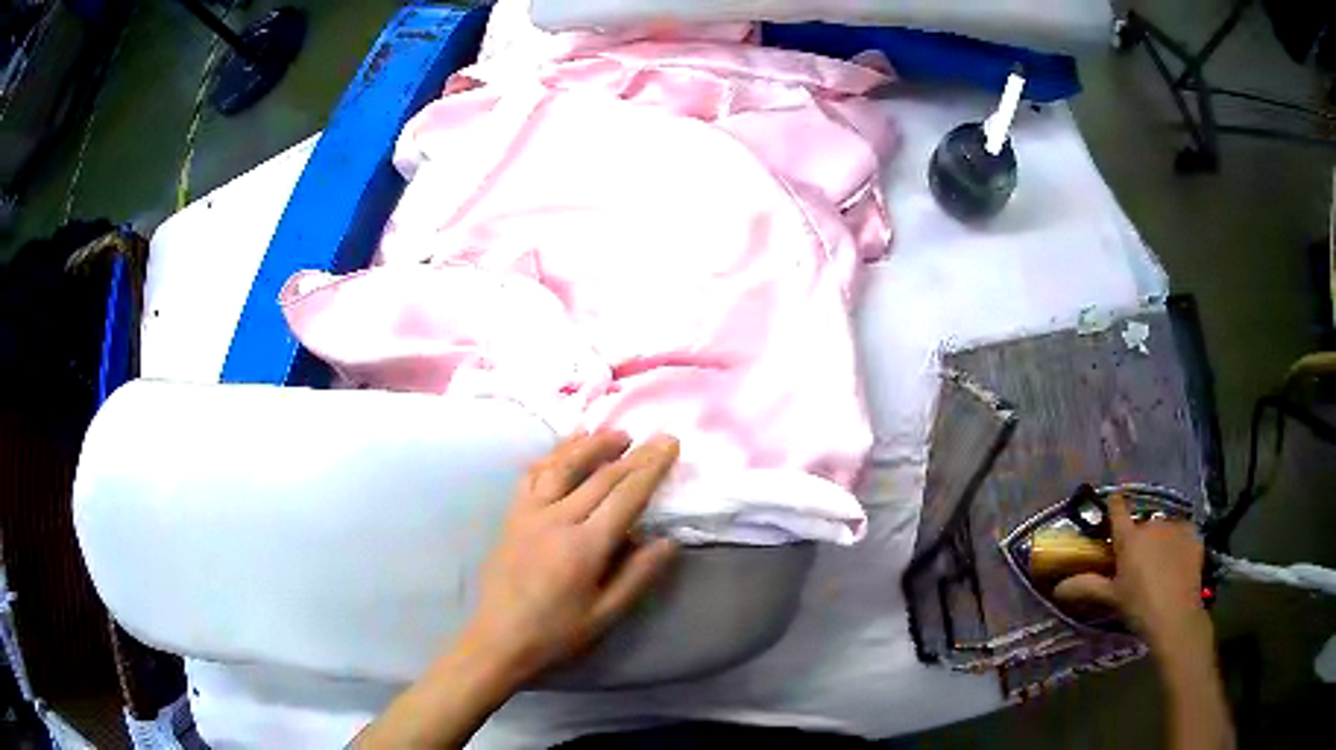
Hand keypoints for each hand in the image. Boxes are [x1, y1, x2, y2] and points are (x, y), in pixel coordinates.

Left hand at [458, 430, 679, 686]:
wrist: (498, 639)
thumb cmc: (556, 633)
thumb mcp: (605, 614)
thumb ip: (637, 576)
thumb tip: (668, 541)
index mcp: (584, 547)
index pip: (625, 497)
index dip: (651, 468)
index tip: (670, 444)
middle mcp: (556, 520)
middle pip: (600, 477)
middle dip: (633, 454)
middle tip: (657, 436)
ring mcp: (529, 513)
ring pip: (562, 466)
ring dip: (591, 445)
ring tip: (616, 434)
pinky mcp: (512, 516)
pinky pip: (532, 475)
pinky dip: (552, 455)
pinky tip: (566, 447)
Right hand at [1054, 494, 1206, 647]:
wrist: (1175, 615)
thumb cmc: (1138, 606)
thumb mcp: (1111, 598)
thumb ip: (1087, 587)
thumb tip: (1057, 588)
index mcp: (1129, 537)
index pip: (1118, 508)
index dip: (1114, 506)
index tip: (1112, 507)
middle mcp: (1151, 524)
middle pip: (1142, 524)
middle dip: (1139, 537)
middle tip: (1138, 561)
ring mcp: (1174, 526)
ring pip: (1163, 528)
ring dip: (1159, 539)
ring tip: (1160, 564)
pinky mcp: (1192, 532)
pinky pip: (1182, 532)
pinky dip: (1178, 543)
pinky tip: (1177, 562)